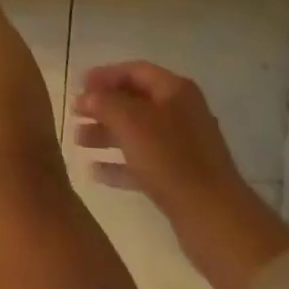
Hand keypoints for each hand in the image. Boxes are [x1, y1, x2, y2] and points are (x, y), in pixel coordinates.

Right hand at [75, 61, 288, 288]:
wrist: (214, 218)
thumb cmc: (170, 159)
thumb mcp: (130, 122)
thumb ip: (104, 102)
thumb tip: (88, 96)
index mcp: (175, 90)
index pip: (135, 71)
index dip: (105, 75)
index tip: (78, 85)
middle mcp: (181, 113)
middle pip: (134, 102)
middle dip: (103, 107)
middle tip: (74, 115)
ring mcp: (182, 147)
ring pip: (136, 133)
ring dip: (106, 134)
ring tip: (77, 142)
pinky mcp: (180, 178)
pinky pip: (143, 162)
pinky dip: (119, 163)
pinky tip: (94, 171)